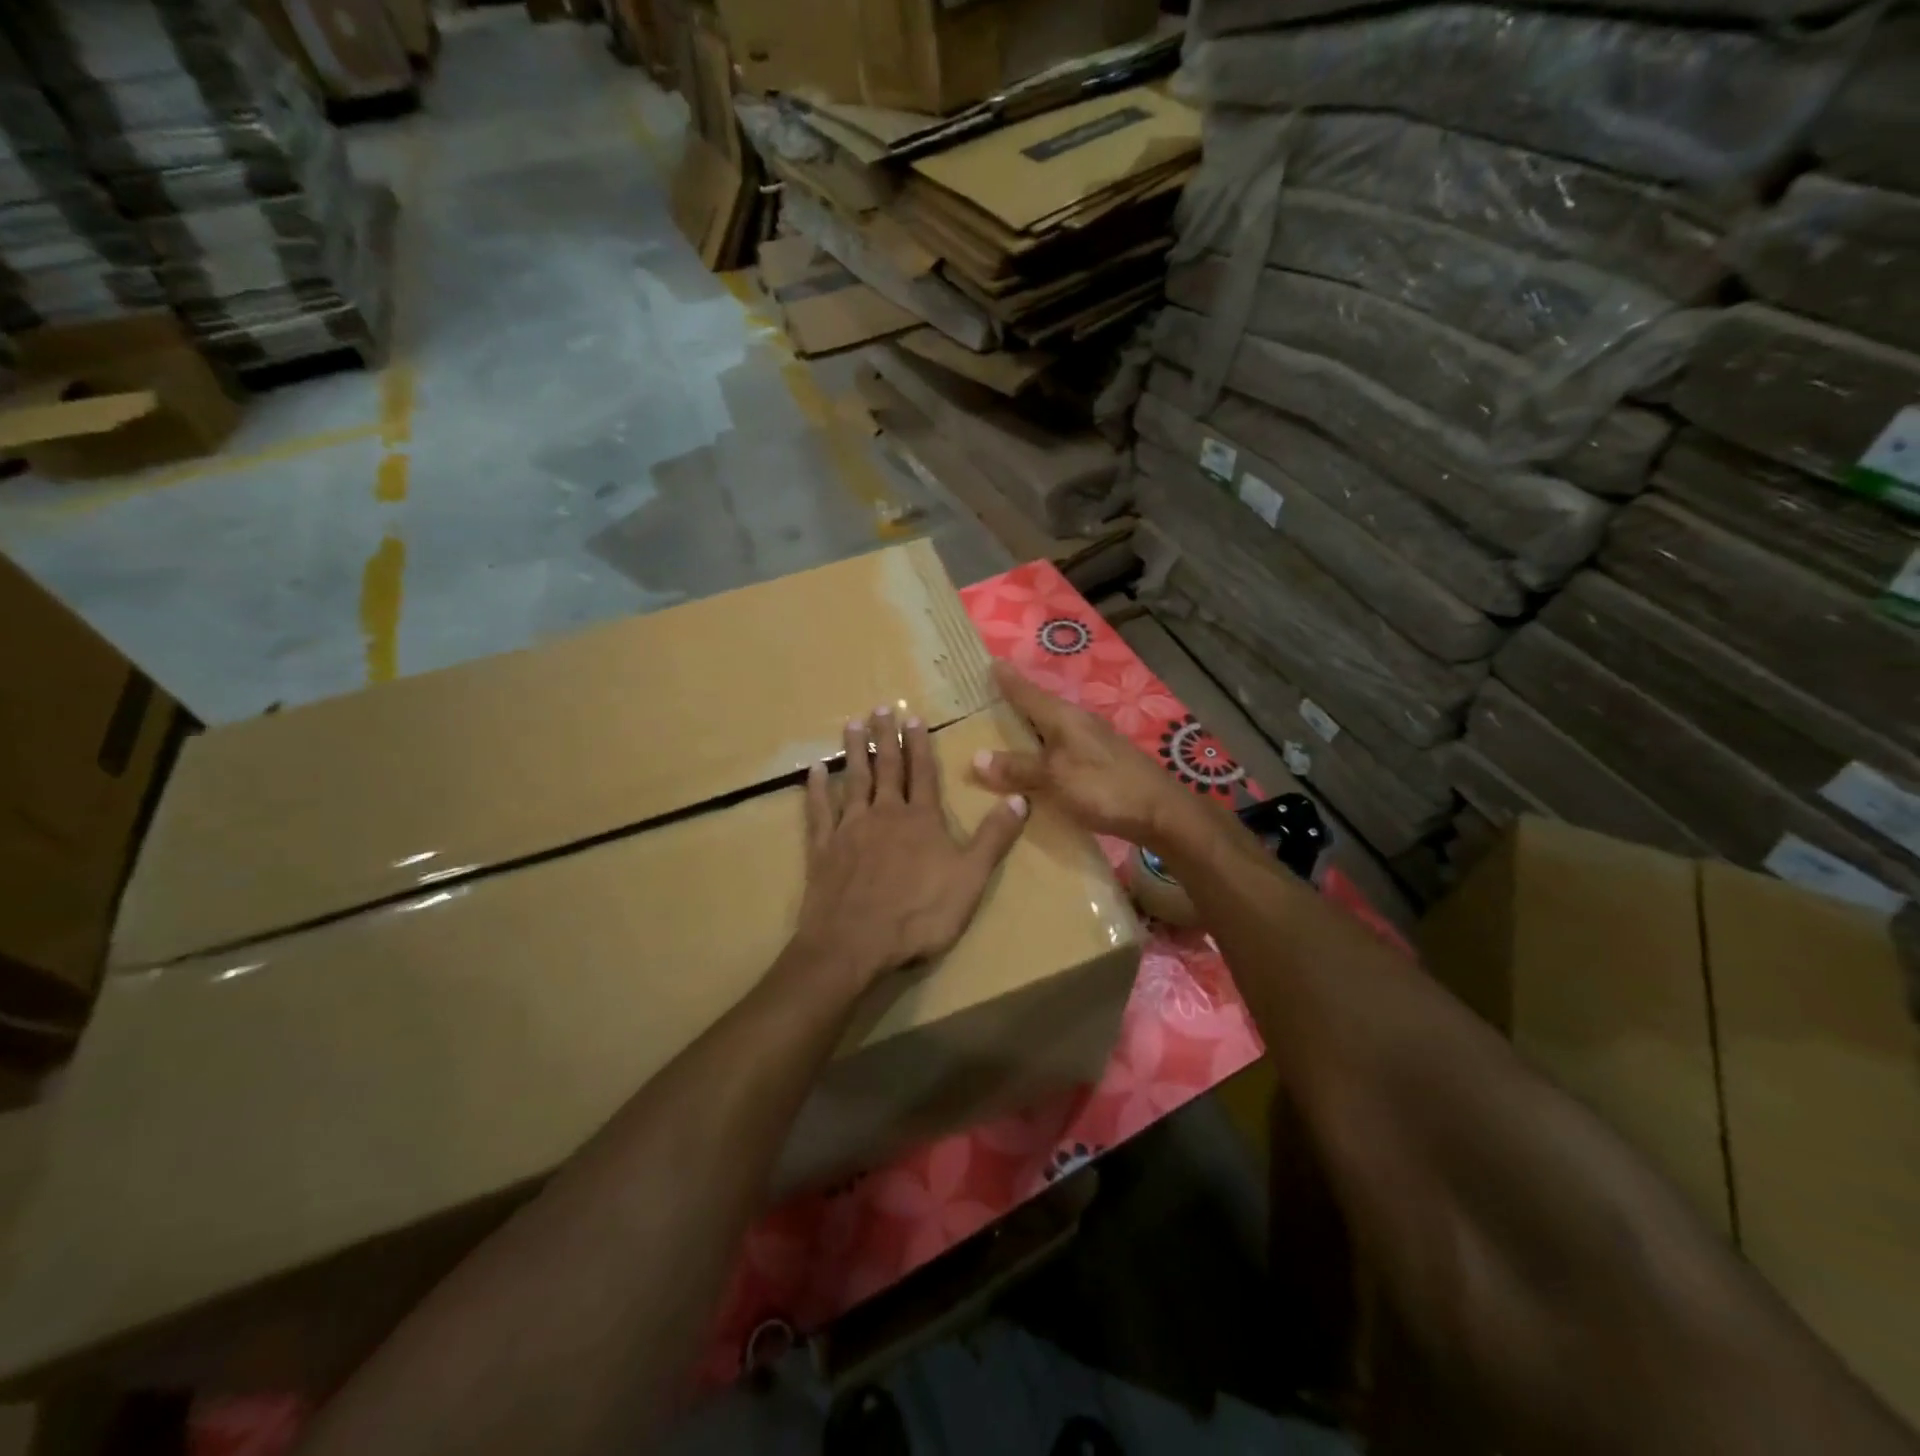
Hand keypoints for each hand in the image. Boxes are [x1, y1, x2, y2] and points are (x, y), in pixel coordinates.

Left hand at [787, 705, 1028, 990]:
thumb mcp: (970, 879)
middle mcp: (884, 814)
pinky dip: (816, 789)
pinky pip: (819, 811)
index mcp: (921, 820)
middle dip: (885, 737)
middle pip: (885, 768)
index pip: (922, 773)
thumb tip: (1021, 797)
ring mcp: (850, 829)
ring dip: (853, 751)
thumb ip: (994, 838)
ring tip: (851, 723)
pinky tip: (814, 770)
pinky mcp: (823, 849)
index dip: (919, 744)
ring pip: (852, 780)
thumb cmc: (919, 915)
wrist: (854, 944)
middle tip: (880, 707)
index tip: (913, 717)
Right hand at [974, 663, 1195, 849]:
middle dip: (1017, 703)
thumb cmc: (1104, 788)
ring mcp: (1094, 743)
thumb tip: (976, 757)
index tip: (991, 662)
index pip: (1029, 693)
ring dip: (1031, 729)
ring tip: (1007, 732)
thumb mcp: (1054, 777)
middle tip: (988, 699)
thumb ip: (1018, 767)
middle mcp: (1079, 723)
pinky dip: (1045, 751)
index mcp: (1064, 718)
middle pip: (1041, 708)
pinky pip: (1063, 749)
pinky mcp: (1103, 763)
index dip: (1009, 681)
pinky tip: (1039, 764)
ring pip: (1053, 729)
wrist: (1161, 812)